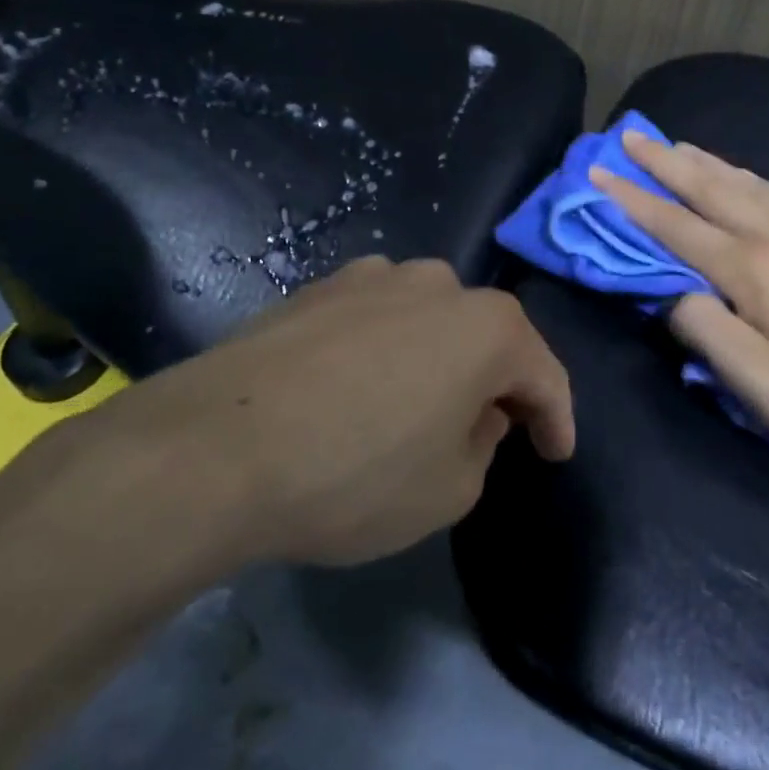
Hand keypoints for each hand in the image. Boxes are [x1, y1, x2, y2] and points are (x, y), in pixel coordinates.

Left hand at [91, 256, 573, 572]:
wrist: (213, 449)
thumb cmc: (355, 474)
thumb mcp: (448, 491)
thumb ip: (482, 447)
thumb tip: (475, 414)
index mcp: (487, 327)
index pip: (543, 375)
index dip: (556, 418)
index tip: (555, 452)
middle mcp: (438, 285)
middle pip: (486, 336)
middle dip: (495, 382)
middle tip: (488, 428)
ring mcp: (373, 278)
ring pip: (429, 320)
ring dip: (437, 358)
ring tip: (417, 403)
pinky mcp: (317, 287)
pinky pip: (374, 318)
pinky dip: (384, 348)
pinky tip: (357, 385)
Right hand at [591, 132, 768, 468]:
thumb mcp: (759, 385)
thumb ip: (707, 332)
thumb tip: (676, 294)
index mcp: (753, 270)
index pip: (678, 226)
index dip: (634, 200)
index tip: (601, 174)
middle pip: (711, 188)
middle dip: (665, 161)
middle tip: (630, 134)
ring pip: (748, 183)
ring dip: (706, 161)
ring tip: (677, 145)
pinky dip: (750, 176)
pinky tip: (745, 175)